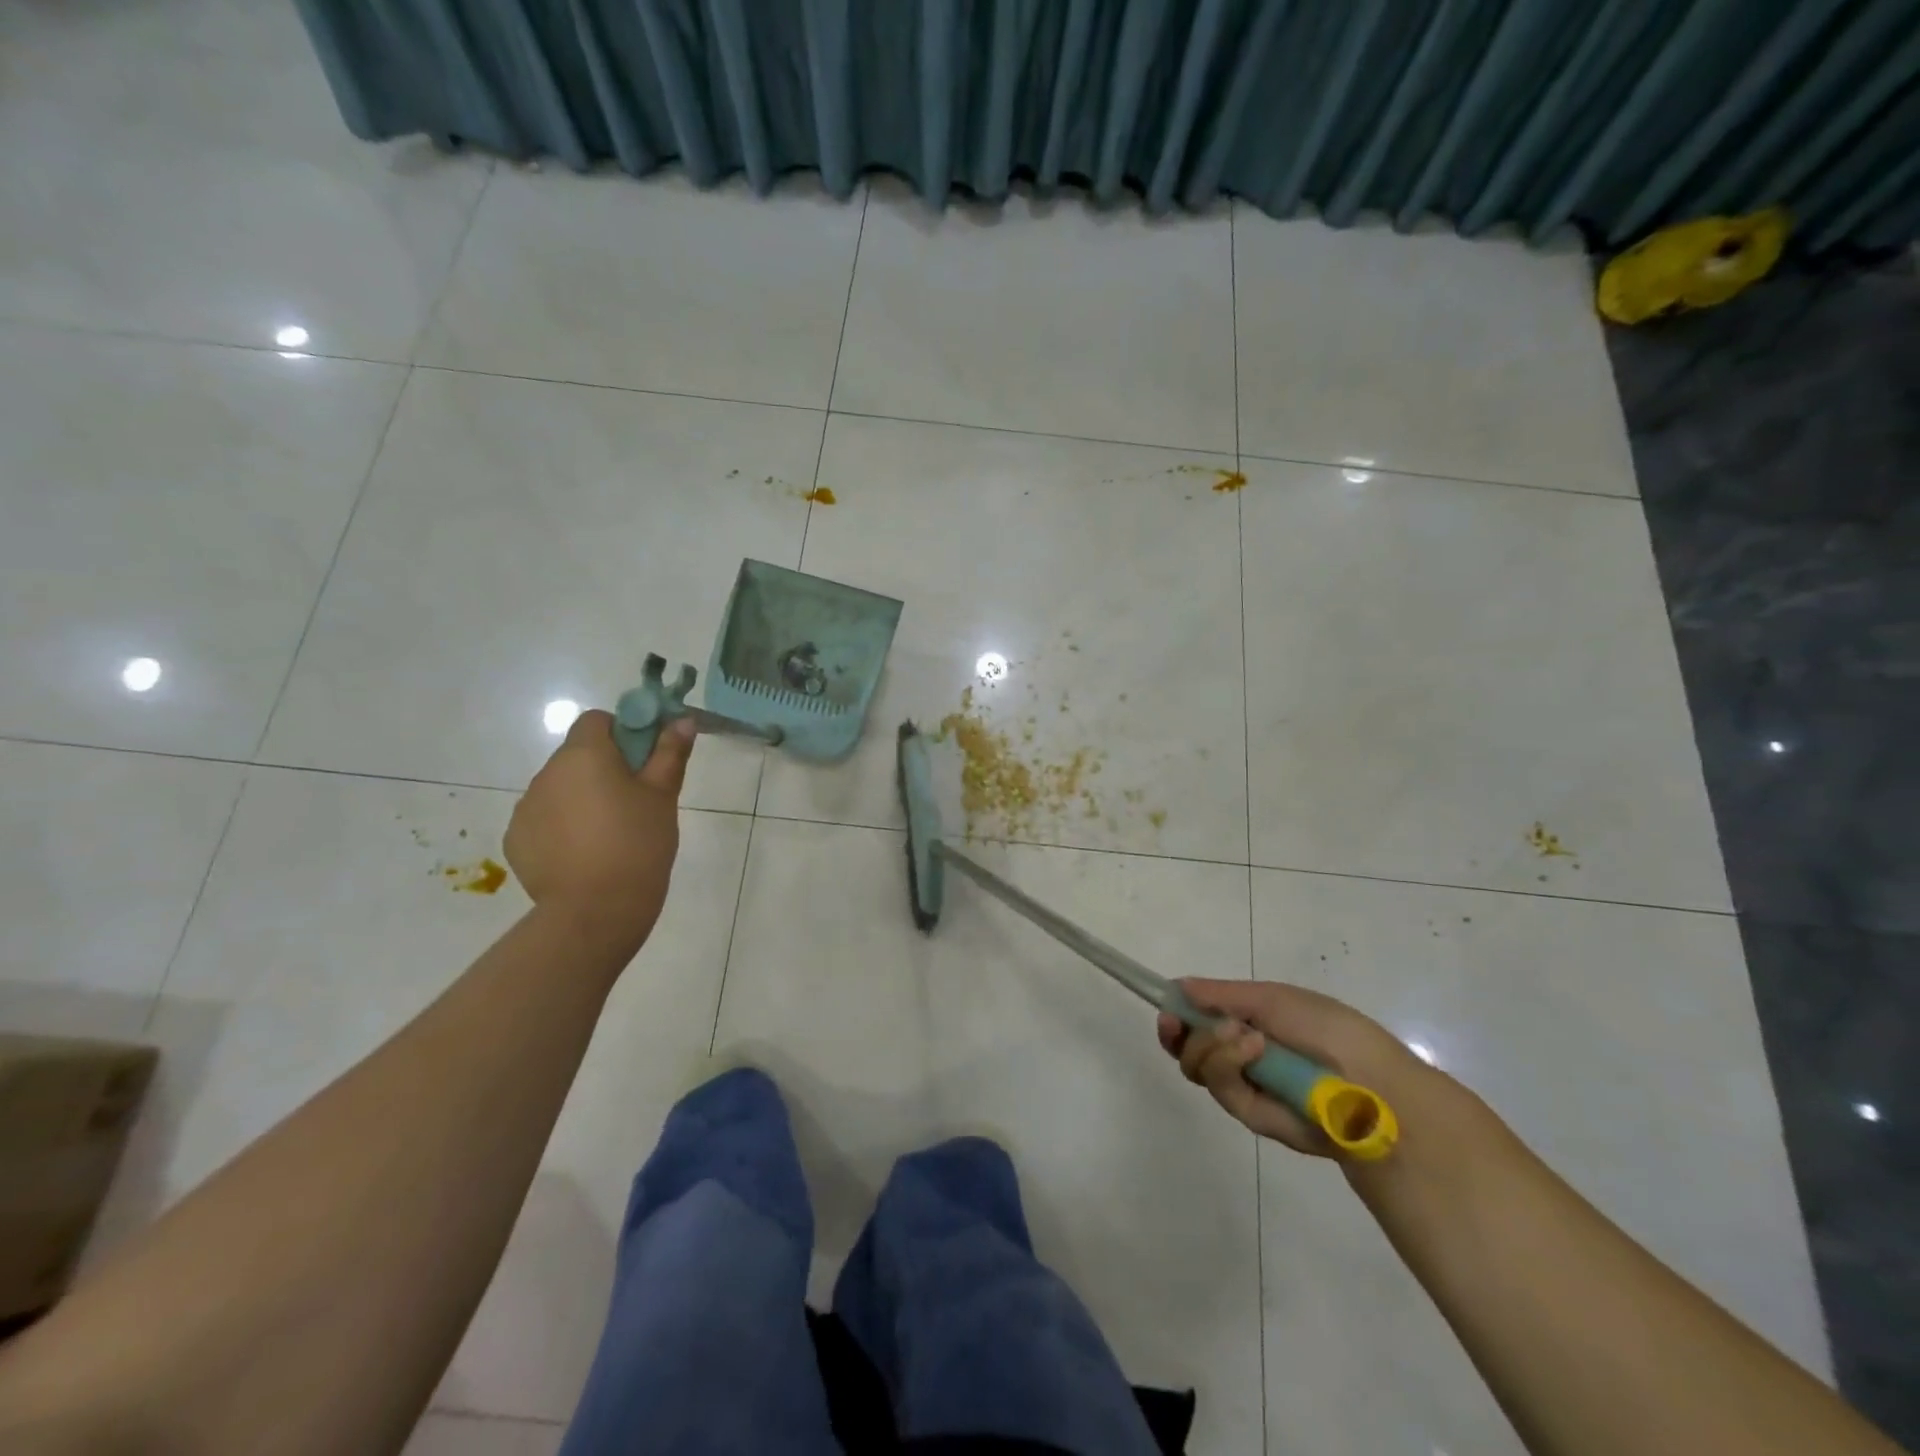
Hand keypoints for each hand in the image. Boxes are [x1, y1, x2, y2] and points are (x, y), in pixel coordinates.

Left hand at [504, 709, 694, 945]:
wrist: (595, 911)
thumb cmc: (638, 844)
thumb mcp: (663, 796)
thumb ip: (670, 753)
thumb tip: (683, 720)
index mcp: (583, 755)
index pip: (596, 720)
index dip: (622, 733)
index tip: (643, 762)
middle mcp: (547, 773)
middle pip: (577, 755)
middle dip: (603, 769)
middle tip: (634, 802)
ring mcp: (526, 808)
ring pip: (560, 789)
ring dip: (582, 798)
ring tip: (610, 835)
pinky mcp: (517, 840)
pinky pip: (544, 820)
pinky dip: (563, 827)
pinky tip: (586, 855)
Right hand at [1158, 979, 1449, 1158]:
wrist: (1371, 1085)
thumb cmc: (1327, 1030)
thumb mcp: (1273, 999)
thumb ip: (1222, 994)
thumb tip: (1177, 987)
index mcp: (1251, 1023)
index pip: (1200, 1020)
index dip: (1178, 1015)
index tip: (1167, 1009)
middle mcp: (1243, 1056)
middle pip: (1188, 1048)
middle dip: (1181, 1033)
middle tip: (1179, 1022)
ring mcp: (1247, 1087)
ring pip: (1197, 1067)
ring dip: (1210, 1046)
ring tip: (1245, 1037)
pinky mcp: (1253, 1116)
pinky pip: (1221, 1088)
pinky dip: (1228, 1064)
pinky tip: (1252, 1051)